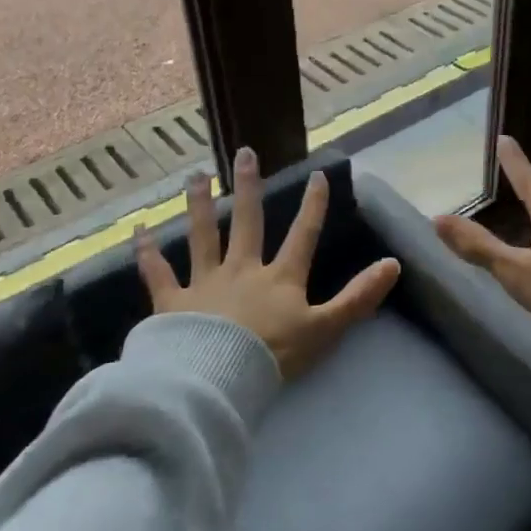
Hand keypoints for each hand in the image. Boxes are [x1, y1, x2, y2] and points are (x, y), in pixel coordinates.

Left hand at [137, 148, 400, 379]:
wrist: (218, 379)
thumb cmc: (274, 356)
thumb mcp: (326, 329)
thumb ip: (358, 298)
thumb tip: (393, 264)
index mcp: (280, 278)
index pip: (302, 235)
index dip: (313, 205)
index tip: (318, 174)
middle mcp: (242, 270)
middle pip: (247, 222)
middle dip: (249, 186)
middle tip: (244, 152)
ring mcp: (204, 282)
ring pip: (202, 235)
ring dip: (199, 204)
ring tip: (195, 175)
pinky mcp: (171, 302)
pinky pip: (156, 272)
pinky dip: (146, 251)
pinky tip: (137, 229)